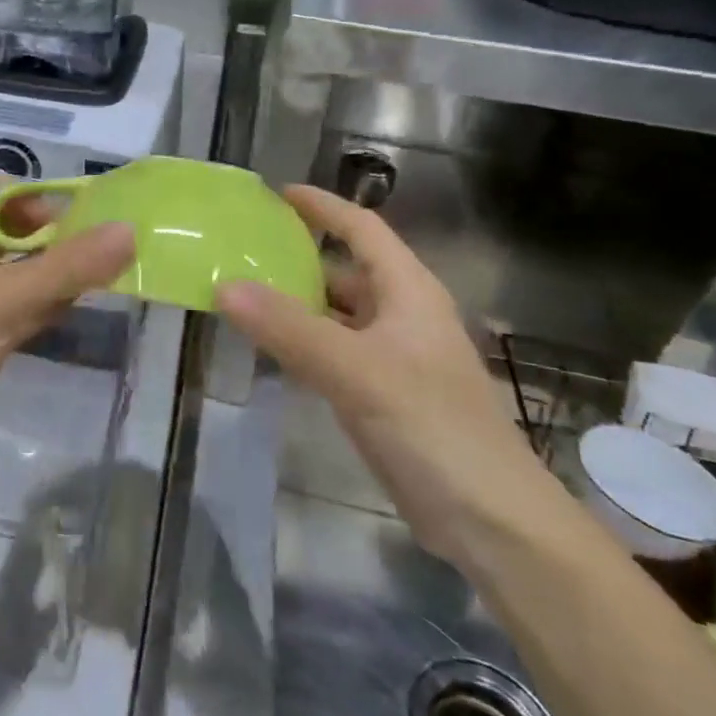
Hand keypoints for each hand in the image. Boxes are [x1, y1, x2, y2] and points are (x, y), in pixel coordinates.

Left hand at [0, 174, 135, 476]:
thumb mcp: (4, 300)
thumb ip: (66, 266)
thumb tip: (128, 231)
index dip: (28, 193)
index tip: (69, 217)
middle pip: (10, 226)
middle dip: (51, 233)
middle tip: (95, 250)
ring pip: (18, 268)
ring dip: (54, 269)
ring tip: (101, 276)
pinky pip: (19, 304)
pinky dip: (45, 302)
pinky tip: (77, 308)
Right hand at [216, 186, 556, 565]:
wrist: (492, 522)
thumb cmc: (432, 428)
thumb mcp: (356, 371)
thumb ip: (289, 328)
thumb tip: (223, 285)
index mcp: (409, 292)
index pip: (363, 230)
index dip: (324, 207)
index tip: (278, 193)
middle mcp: (403, 317)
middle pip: (346, 271)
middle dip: (298, 258)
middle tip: (241, 251)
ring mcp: (395, 359)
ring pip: (338, 315)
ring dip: (296, 304)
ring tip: (242, 295)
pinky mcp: (385, 396)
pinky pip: (335, 353)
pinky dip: (302, 343)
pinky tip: (270, 350)